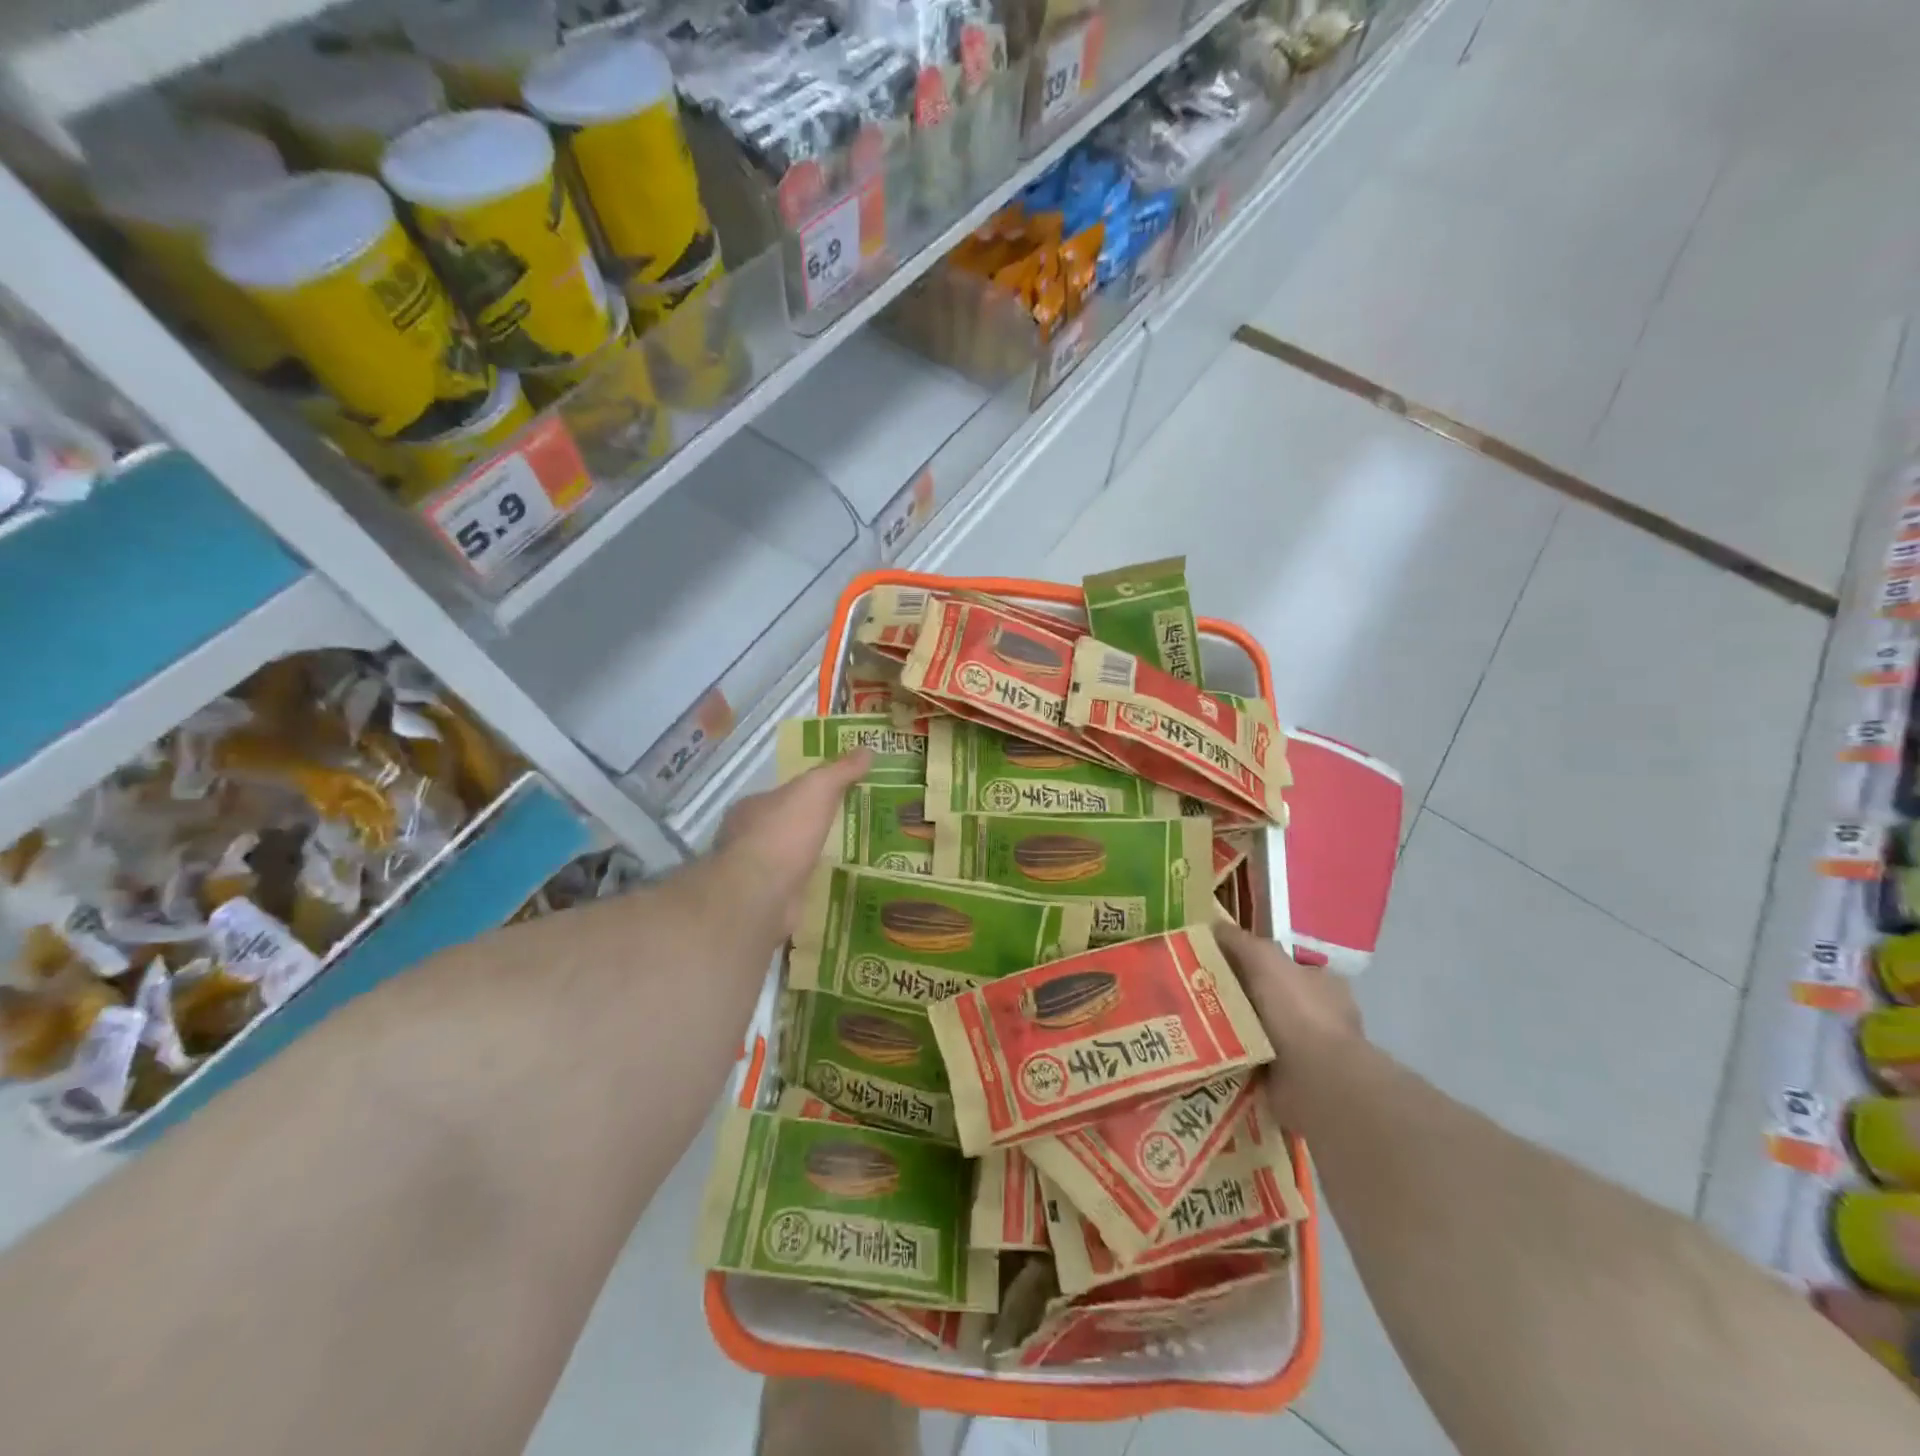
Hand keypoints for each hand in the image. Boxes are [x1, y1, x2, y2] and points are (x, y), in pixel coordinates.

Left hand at [712, 751, 872, 934]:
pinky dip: (811, 887)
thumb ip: (839, 771)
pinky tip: (835, 887)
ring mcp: (755, 874)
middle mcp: (746, 839)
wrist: (762, 893)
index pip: (780, 796)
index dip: (805, 795)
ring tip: (848, 858)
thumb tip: (867, 749)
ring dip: (810, 860)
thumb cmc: (784, 832)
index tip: (834, 797)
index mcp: (751, 808)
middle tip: (847, 828)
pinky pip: (794, 889)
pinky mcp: (767, 902)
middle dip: (809, 829)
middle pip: (783, 828)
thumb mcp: (817, 789)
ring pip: (788, 861)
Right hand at [1215, 923, 1360, 1113]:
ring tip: (1191, 1025)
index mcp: (1323, 984)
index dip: (1253, 962)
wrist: (1318, 1081)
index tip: (1219, 963)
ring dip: (1232, 1031)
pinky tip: (1206, 1054)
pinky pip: (1252, 1063)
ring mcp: (1307, 1053)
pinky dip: (1233, 1060)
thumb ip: (1240, 941)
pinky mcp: (1292, 1083)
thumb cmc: (1297, 1011)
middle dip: (1238, 998)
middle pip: (1268, 999)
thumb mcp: (1265, 959)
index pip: (1285, 966)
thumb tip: (1214, 925)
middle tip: (1196, 993)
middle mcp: (1318, 1017)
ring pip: (1259, 1032)